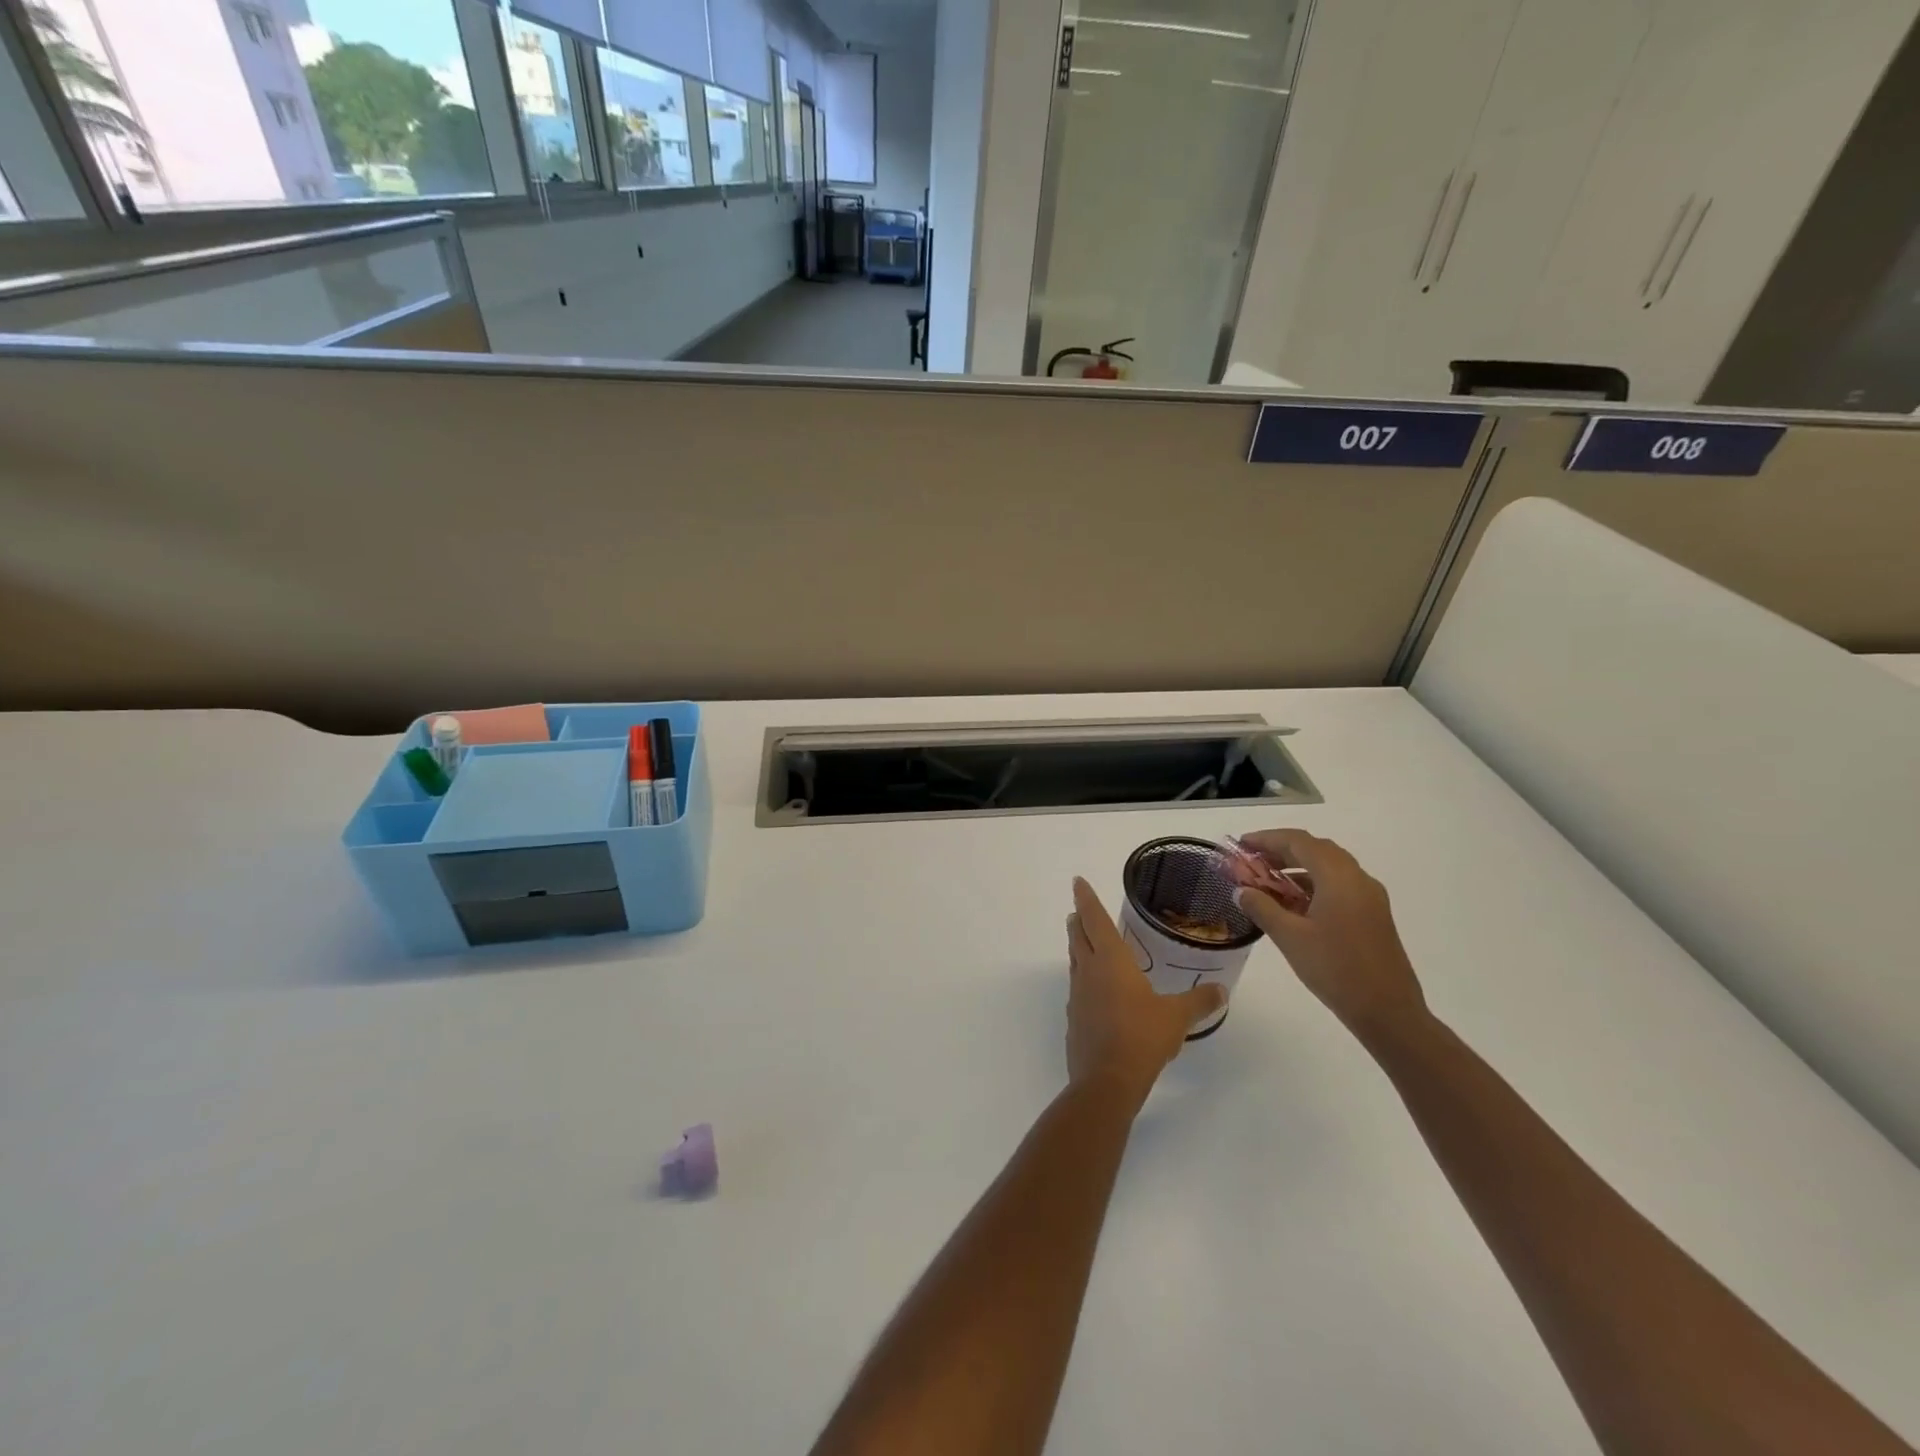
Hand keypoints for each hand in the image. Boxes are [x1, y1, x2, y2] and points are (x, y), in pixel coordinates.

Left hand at [1065, 878, 1225, 1097]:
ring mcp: (1078, 996)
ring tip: (1084, 943)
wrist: (1107, 1080)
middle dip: (1078, 921)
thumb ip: (1199, 1001)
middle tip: (1078, 911)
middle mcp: (1089, 972)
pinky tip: (1094, 993)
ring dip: (1078, 948)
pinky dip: (1084, 981)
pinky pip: (1078, 990)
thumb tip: (1220, 990)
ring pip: (1075, 962)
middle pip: (1078, 937)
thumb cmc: (1142, 1037)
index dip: (1086, 899)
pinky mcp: (1075, 1019)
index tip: (1077, 882)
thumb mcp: (1178, 1017)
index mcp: (1111, 961)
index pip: (1095, 920)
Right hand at [1231, 829, 1427, 1045]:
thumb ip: (1262, 908)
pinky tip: (1294, 905)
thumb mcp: (1290, 938)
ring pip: (1329, 868)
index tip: (1241, 846)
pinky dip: (1313, 885)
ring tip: (1267, 883)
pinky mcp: (1373, 915)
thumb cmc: (1336, 970)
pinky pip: (1339, 886)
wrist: (1389, 1013)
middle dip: (1282, 851)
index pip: (1299, 842)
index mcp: (1339, 878)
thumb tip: (1242, 890)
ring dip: (1297, 868)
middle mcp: (1358, 879)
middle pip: (1316, 849)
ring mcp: (1370, 898)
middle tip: (1252, 862)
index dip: (1267, 839)